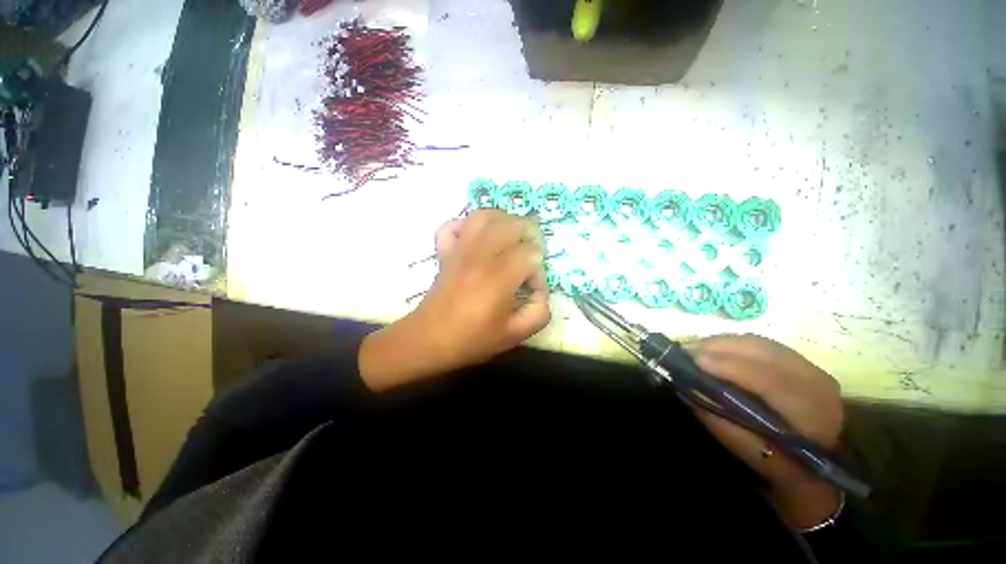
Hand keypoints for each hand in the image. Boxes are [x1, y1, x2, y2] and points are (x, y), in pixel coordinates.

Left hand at [360, 210, 550, 390]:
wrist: (428, 341)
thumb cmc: (471, 340)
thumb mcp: (514, 335)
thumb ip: (539, 313)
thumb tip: (541, 293)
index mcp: (498, 277)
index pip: (530, 255)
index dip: (539, 271)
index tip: (532, 290)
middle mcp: (479, 256)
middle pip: (512, 224)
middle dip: (531, 235)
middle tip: (532, 255)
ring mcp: (459, 250)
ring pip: (484, 216)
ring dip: (505, 221)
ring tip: (512, 238)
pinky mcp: (445, 252)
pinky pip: (454, 224)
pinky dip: (468, 224)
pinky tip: (479, 238)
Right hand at [686, 334, 843, 529]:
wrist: (824, 466)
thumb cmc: (785, 466)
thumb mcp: (752, 454)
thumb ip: (721, 422)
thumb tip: (688, 390)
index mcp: (810, 410)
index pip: (766, 378)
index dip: (728, 366)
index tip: (693, 360)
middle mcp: (814, 380)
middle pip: (759, 350)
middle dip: (717, 347)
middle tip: (684, 351)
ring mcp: (809, 366)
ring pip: (757, 342)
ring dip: (721, 343)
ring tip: (694, 349)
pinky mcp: (799, 361)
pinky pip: (759, 344)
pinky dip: (732, 344)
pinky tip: (714, 350)